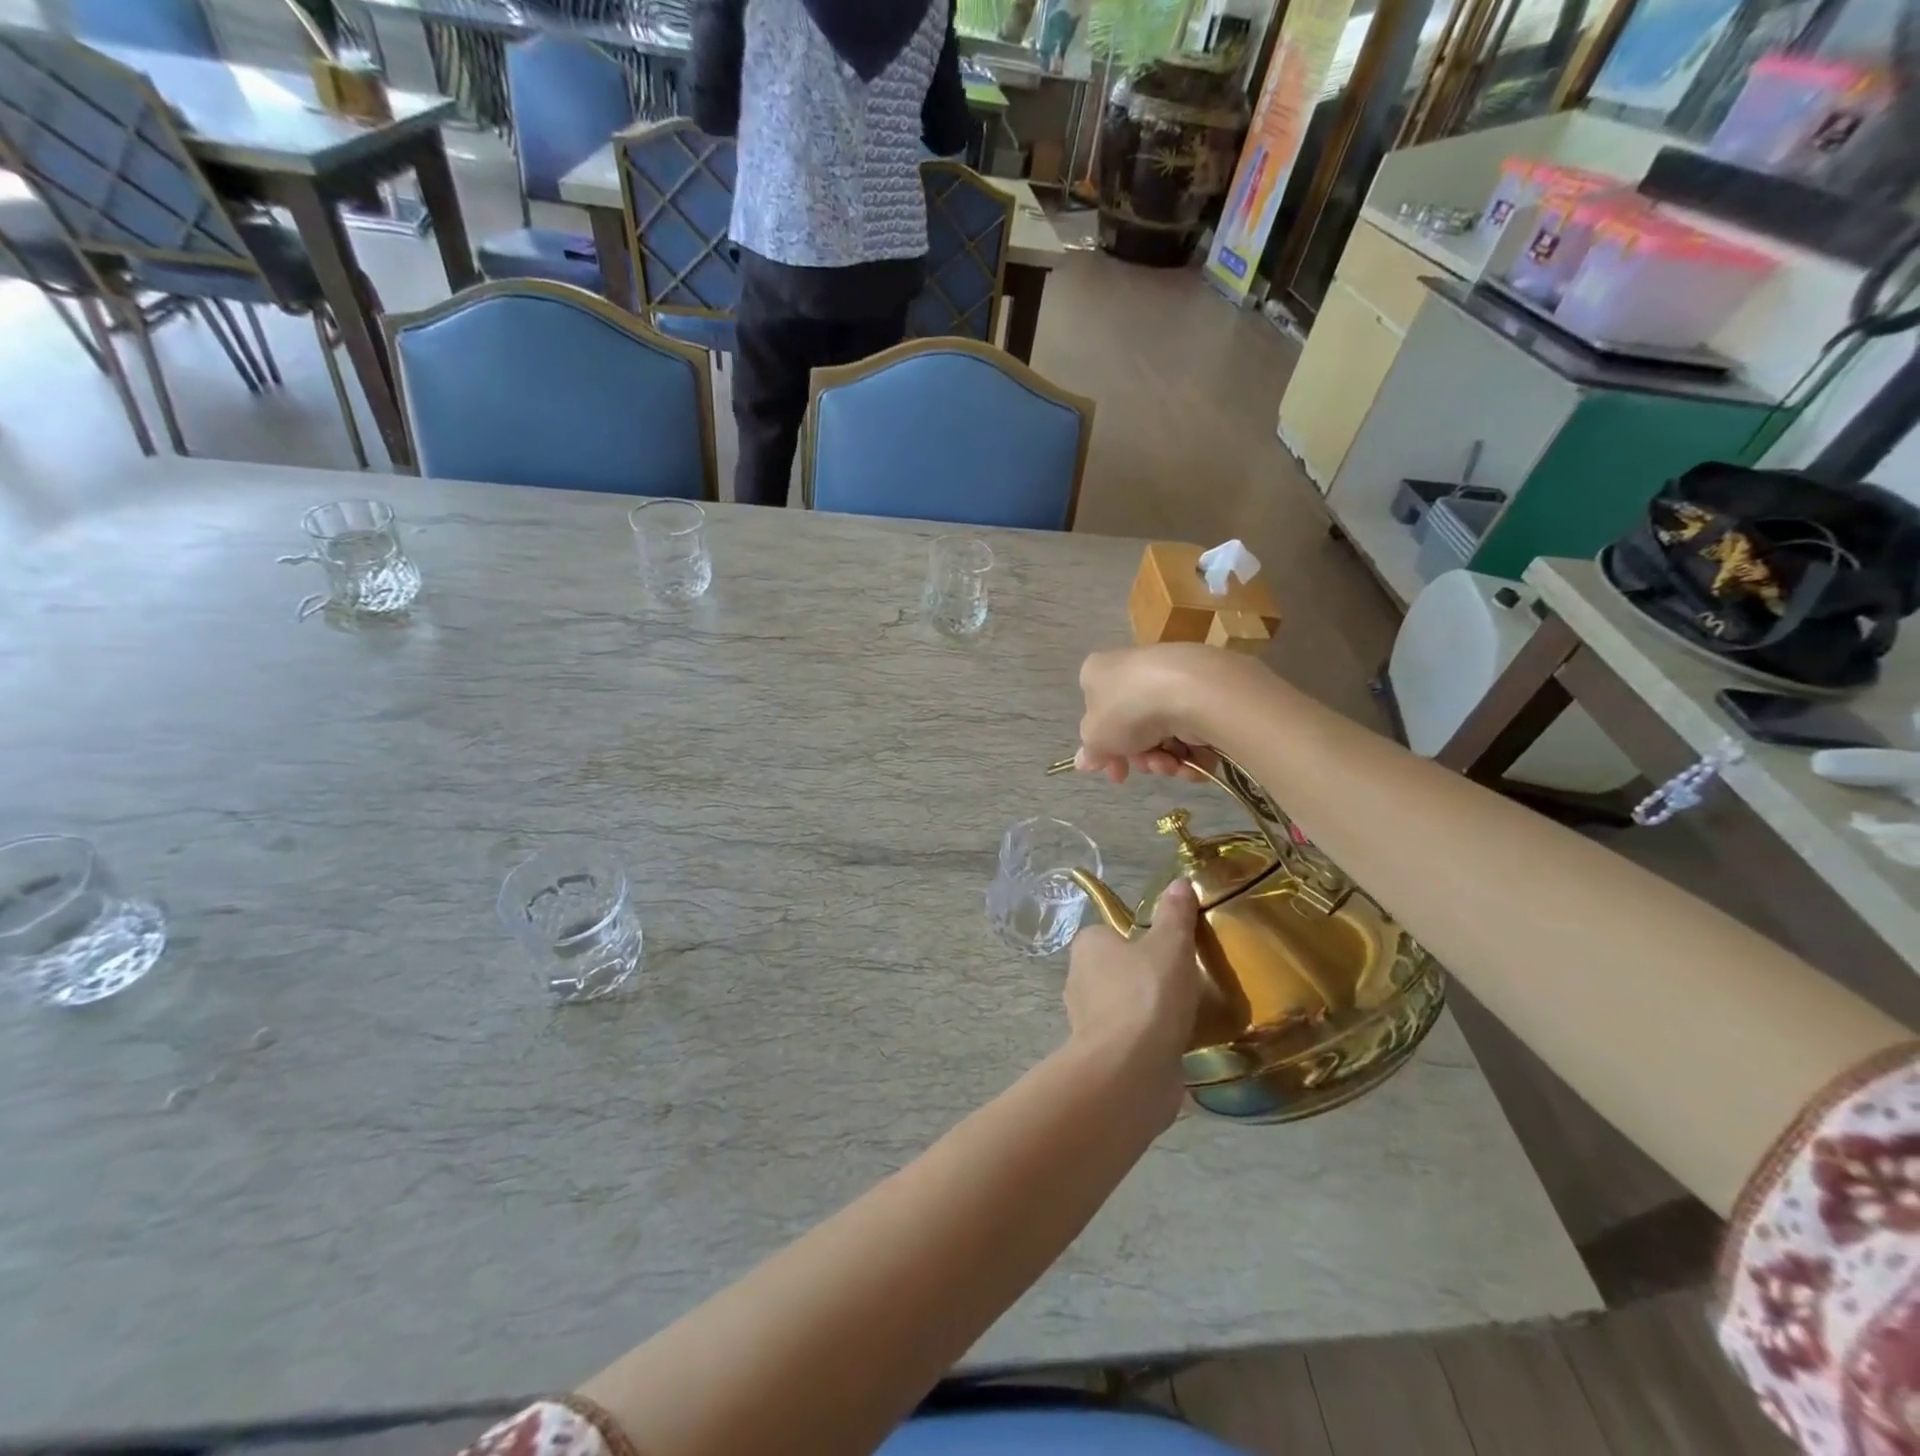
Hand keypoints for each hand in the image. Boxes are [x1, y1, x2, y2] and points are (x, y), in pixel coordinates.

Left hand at [1062, 880, 1202, 1119]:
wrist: (1130, 1069)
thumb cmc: (1147, 994)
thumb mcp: (1171, 944)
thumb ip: (1175, 914)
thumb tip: (1179, 882)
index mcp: (1087, 946)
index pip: (1111, 934)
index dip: (1139, 941)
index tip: (1170, 952)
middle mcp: (1077, 979)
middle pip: (1116, 971)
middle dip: (1143, 978)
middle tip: (1182, 984)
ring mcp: (1085, 1021)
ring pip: (1120, 1007)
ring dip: (1145, 1013)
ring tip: (1183, 1017)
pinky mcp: (1099, 1056)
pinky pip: (1127, 1040)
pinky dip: (1147, 1042)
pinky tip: (1173, 1047)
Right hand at [1075, 645, 1240, 783]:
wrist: (1190, 691)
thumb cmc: (1128, 709)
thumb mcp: (1095, 736)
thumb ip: (1090, 751)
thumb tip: (1083, 761)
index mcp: (1099, 672)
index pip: (1096, 712)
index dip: (1104, 748)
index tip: (1115, 772)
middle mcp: (1134, 670)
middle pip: (1133, 727)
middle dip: (1140, 756)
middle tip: (1147, 766)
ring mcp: (1171, 679)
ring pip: (1163, 732)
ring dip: (1164, 759)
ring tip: (1170, 764)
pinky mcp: (1204, 691)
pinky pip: (1192, 729)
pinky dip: (1192, 752)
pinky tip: (1192, 761)